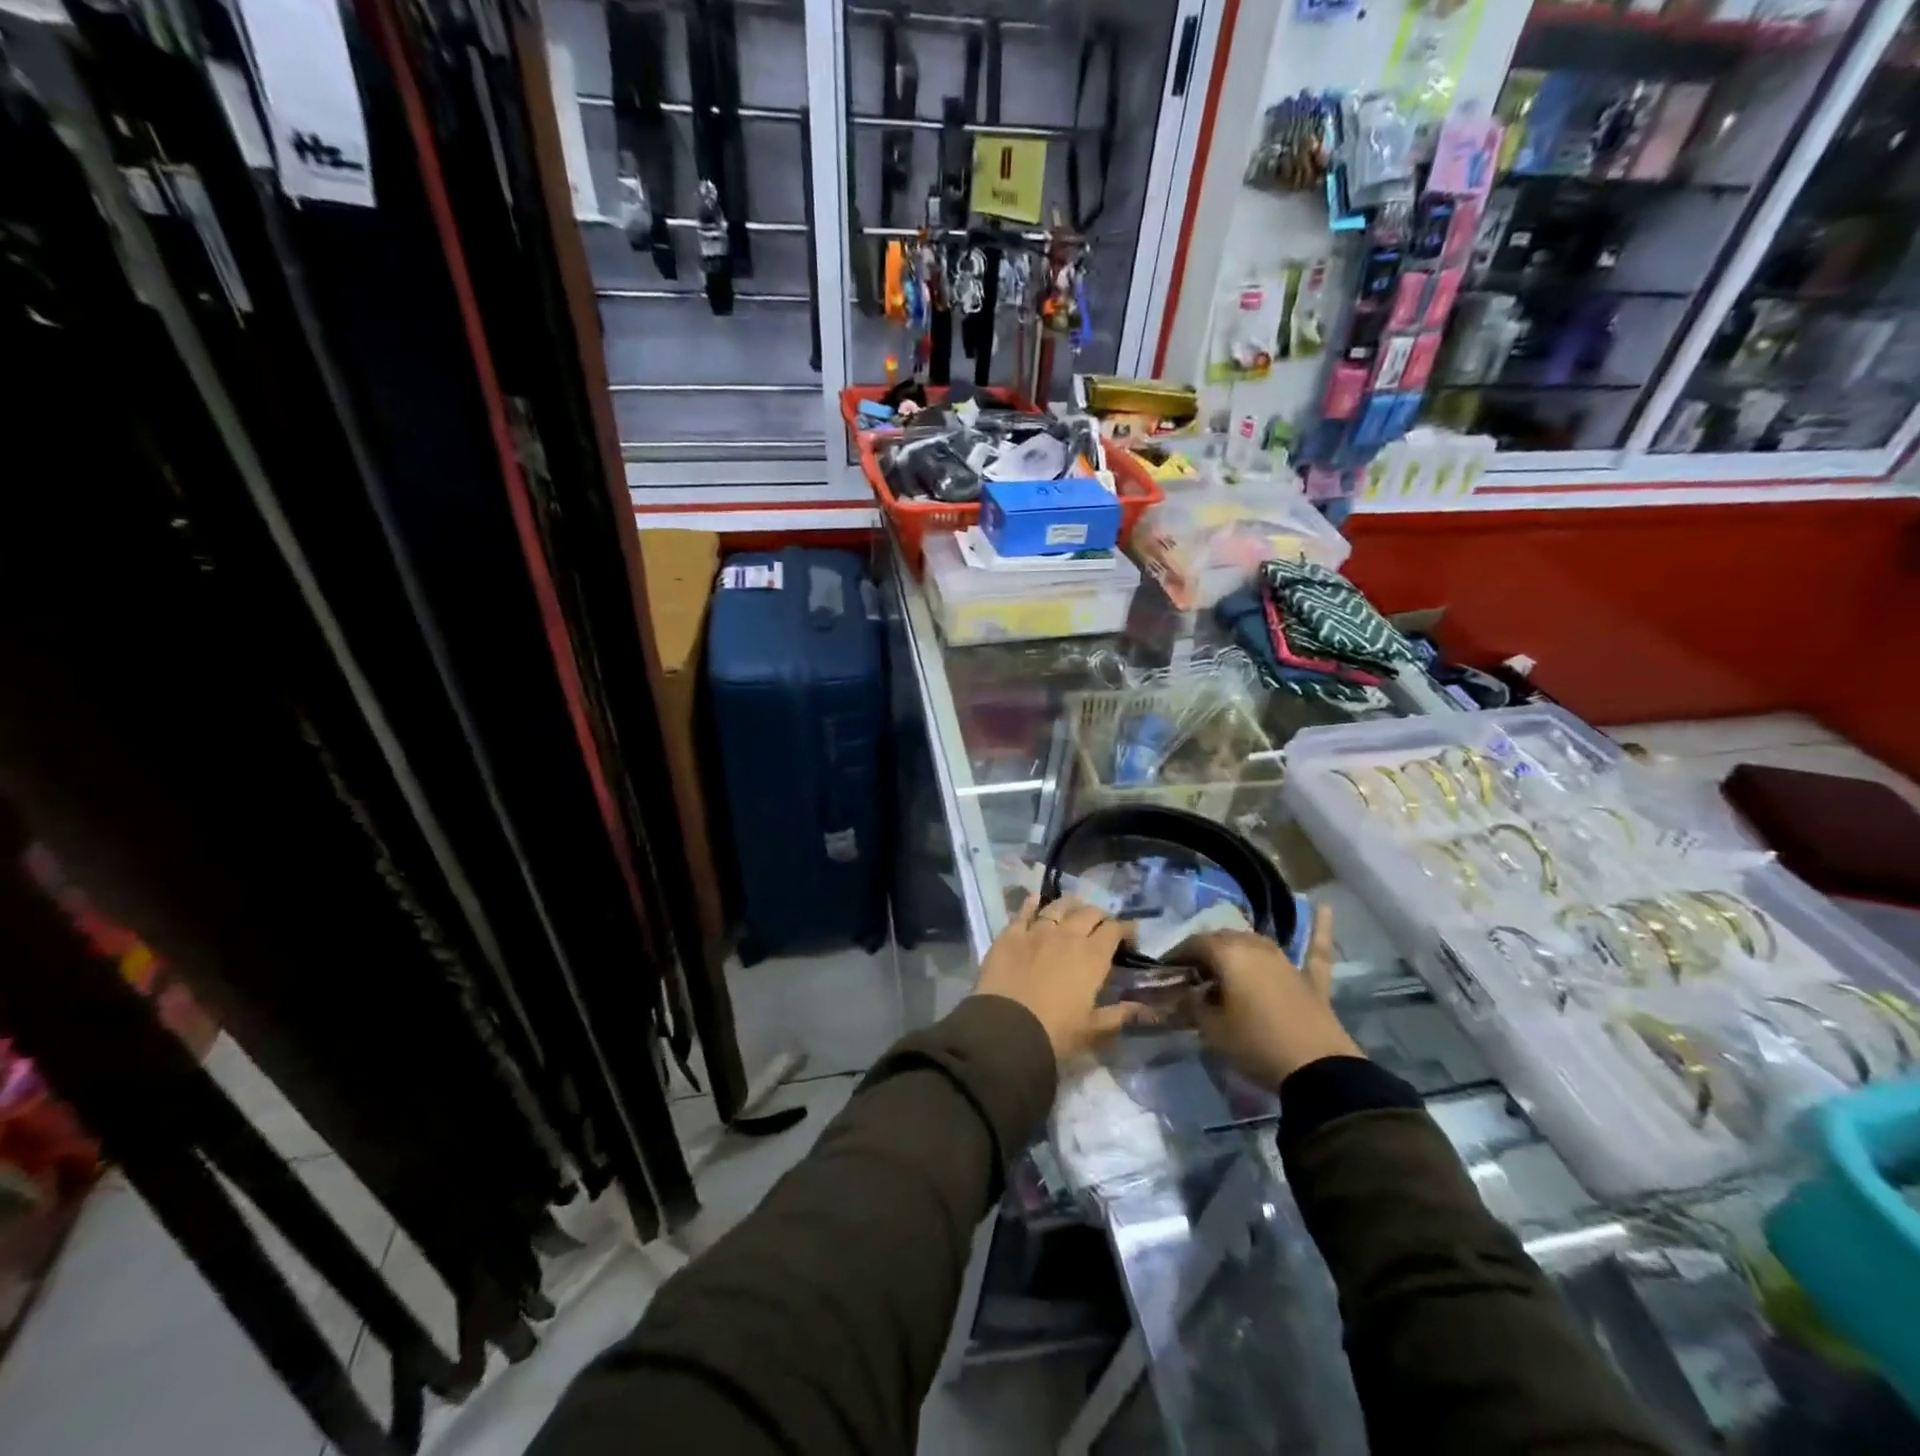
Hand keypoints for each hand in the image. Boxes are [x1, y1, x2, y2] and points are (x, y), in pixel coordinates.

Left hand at [972, 895, 1142, 1062]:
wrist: (1007, 1028)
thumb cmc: (1056, 1033)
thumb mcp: (1093, 1030)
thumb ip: (1119, 1015)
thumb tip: (1145, 1009)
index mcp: (1092, 956)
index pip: (1114, 930)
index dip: (1125, 929)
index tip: (1130, 934)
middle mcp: (1067, 935)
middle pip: (1088, 913)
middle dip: (1099, 916)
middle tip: (1101, 924)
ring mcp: (1037, 931)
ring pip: (1057, 906)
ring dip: (1069, 905)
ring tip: (1073, 907)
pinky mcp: (1010, 934)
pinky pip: (1023, 912)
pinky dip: (1031, 904)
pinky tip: (1035, 899)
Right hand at [1176, 904, 1361, 1086]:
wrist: (1316, 1071)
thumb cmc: (1255, 1045)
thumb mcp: (1212, 1030)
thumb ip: (1194, 1006)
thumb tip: (1187, 994)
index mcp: (1228, 954)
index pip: (1194, 944)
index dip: (1177, 956)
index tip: (1166, 970)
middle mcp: (1256, 946)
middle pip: (1223, 939)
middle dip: (1205, 952)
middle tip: (1193, 974)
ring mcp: (1286, 960)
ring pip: (1256, 942)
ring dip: (1238, 947)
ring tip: (1224, 963)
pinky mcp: (1311, 979)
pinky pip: (1315, 949)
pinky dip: (1320, 928)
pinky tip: (1325, 906)